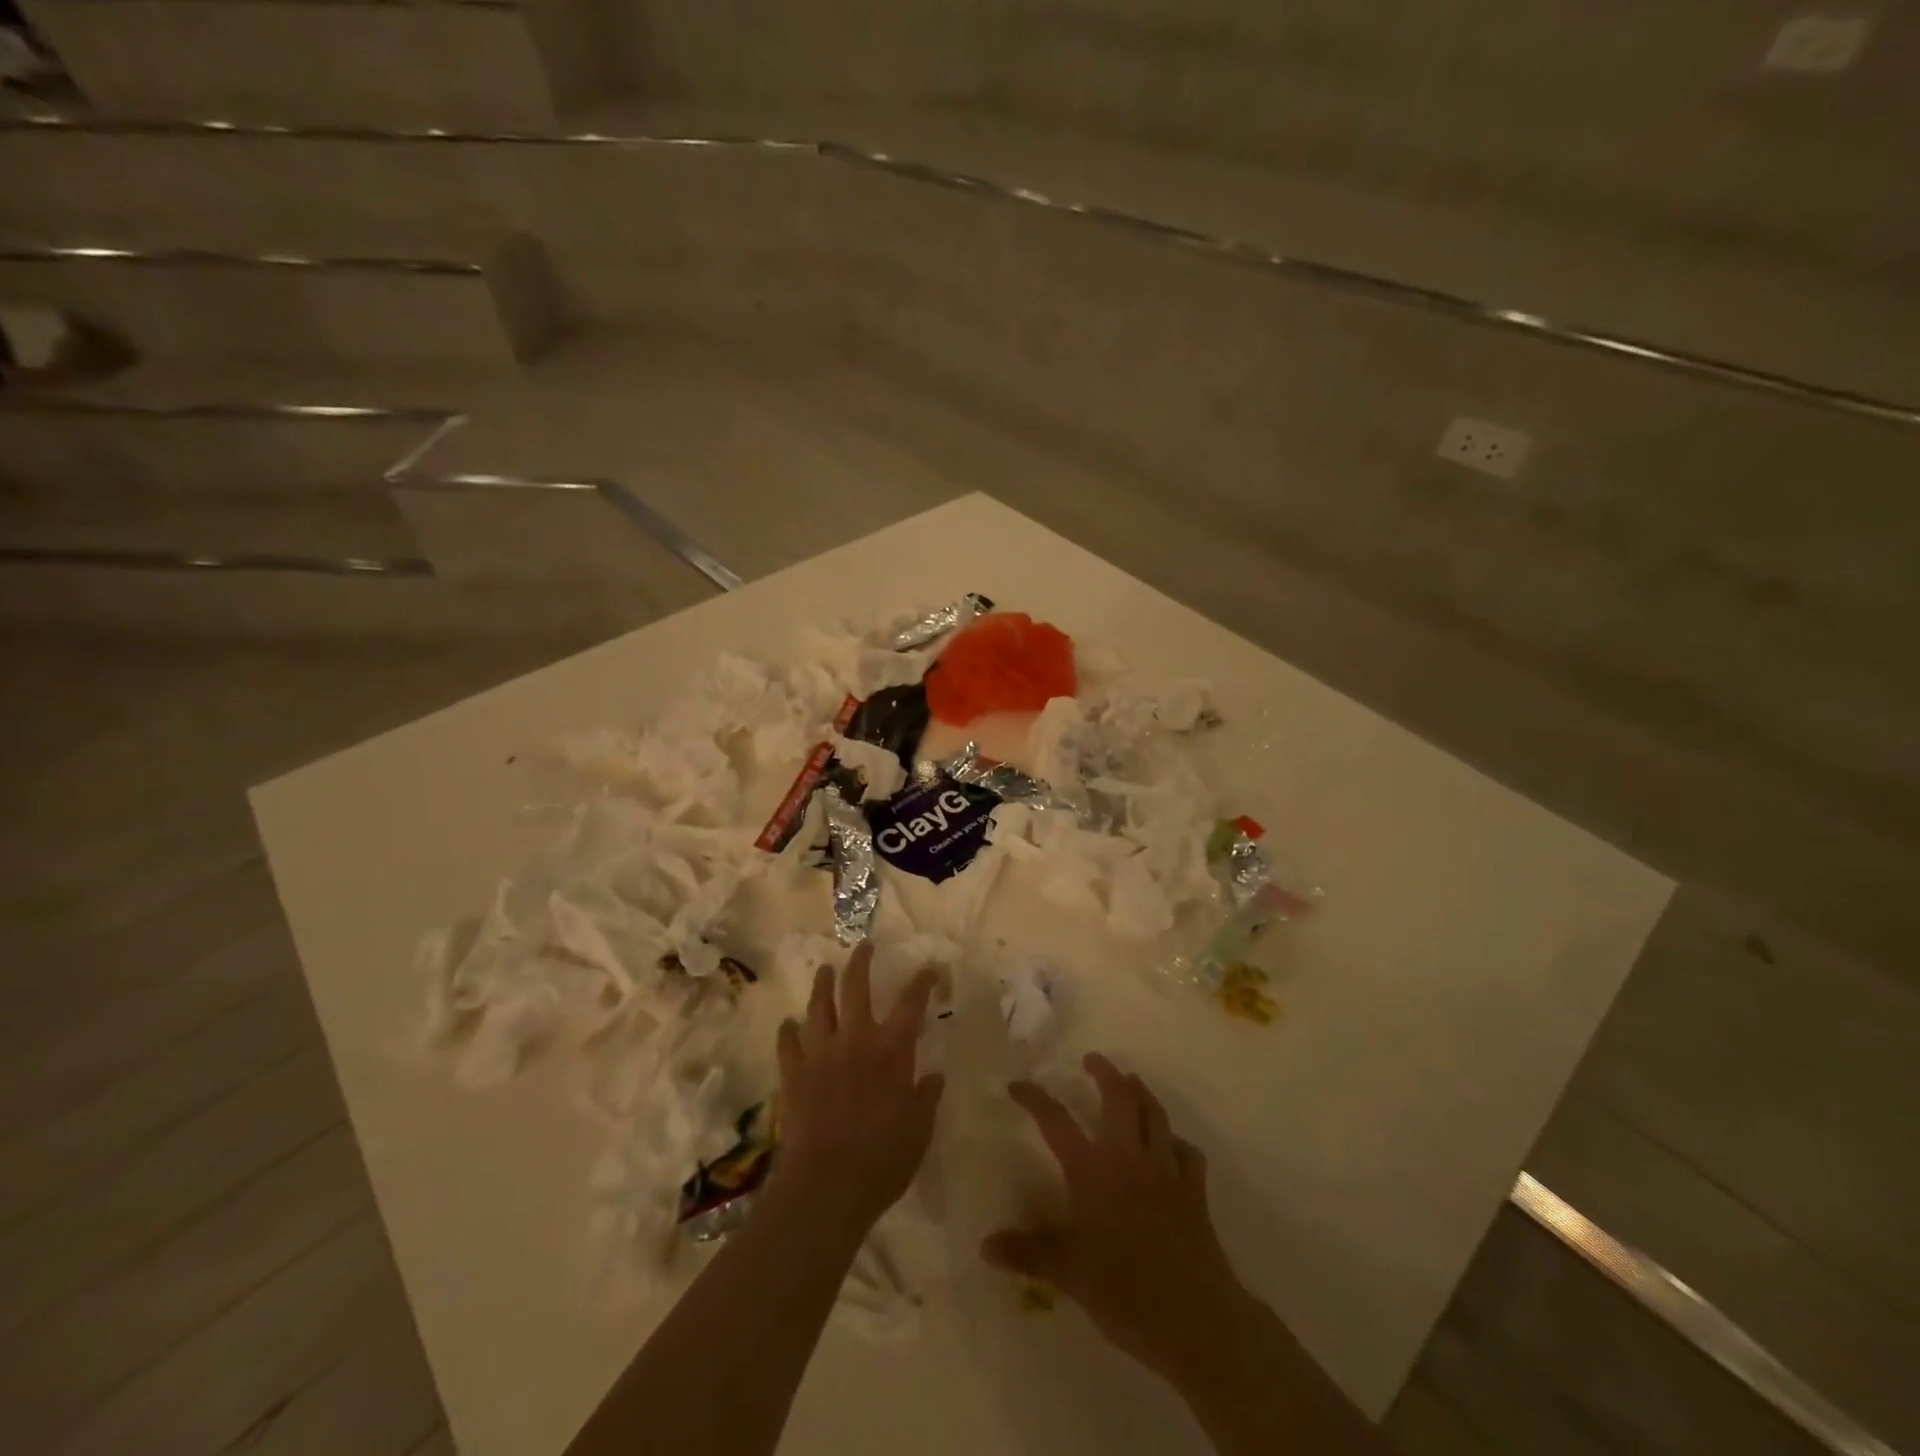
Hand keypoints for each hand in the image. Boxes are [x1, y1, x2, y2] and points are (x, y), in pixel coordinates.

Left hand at [774, 942, 944, 1235]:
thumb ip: (926, 1099)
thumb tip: (934, 1076)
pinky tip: (788, 1025)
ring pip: (818, 1007)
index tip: (929, 969)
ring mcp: (821, 1054)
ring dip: (822, 985)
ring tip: (824, 970)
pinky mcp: (794, 1074)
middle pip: (856, 987)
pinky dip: (788, 1031)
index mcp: (892, 1050)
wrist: (826, 1186)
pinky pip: (788, 1044)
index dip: (922, 982)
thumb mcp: (919, 1132)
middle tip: (863, 946)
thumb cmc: (883, 1161)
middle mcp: (856, 1040)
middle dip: (860, 962)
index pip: (911, 1003)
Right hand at [983, 1054, 1247, 1383]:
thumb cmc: (1124, 1291)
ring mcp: (1165, 1170)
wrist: (1195, 1317)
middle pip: (1118, 1098)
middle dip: (1105, 1073)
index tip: (1017, 1085)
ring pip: (1155, 1115)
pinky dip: (1177, 1142)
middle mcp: (1128, 1157)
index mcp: (1092, 1170)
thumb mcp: (1068, 1274)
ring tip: (1132, 1081)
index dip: (1035, 1098)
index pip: (1056, 1121)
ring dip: (1142, 1092)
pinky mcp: (1194, 1190)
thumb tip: (985, 1245)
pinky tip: (1172, 1145)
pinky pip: (1187, 1153)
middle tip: (1092, 1059)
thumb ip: (1028, 1253)